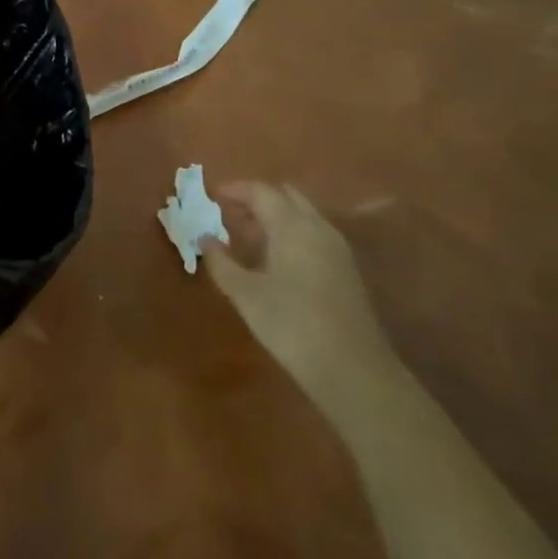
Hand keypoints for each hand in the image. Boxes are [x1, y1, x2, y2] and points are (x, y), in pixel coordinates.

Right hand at [204, 183, 404, 412]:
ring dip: (274, 217)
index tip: (212, 195)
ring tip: (246, 237)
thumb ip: (221, 262)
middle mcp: (318, 227)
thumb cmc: (291, 324)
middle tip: (228, 213)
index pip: (261, 191)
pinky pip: (313, 234)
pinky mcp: (345, 268)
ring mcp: (336, 247)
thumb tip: (204, 239)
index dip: (235, 189)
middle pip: (285, 196)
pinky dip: (290, 233)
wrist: (353, 369)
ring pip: (302, 215)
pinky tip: (273, 260)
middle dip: (256, 199)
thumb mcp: (246, 294)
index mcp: (292, 226)